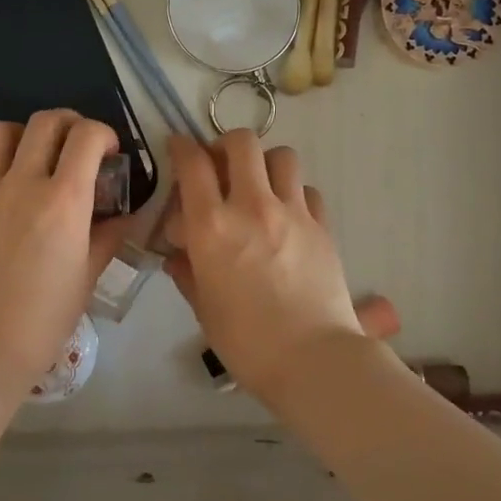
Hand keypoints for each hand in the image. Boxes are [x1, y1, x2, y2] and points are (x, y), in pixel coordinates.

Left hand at [0, 111, 133, 392]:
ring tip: (36, 159)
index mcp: (64, 200)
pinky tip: (5, 194)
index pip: (87, 136)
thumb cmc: (44, 319)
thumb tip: (121, 215)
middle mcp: (23, 184)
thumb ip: (107, 236)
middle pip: (46, 121)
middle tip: (78, 147)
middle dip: (70, 124)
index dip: (104, 134)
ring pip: (1, 131)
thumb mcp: (87, 277)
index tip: (109, 153)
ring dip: (26, 135)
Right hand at [162, 132, 367, 401]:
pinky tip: (289, 217)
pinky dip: (294, 194)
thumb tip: (178, 253)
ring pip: (282, 156)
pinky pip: (307, 190)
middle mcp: (252, 206)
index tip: (179, 147)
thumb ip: (187, 271)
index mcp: (212, 226)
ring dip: (265, 163)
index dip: (182, 147)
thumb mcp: (203, 307)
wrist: (312, 358)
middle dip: (226, 145)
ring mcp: (292, 212)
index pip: (193, 163)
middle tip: (221, 166)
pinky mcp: (321, 225)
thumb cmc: (246, 340)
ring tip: (259, 186)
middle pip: (242, 142)